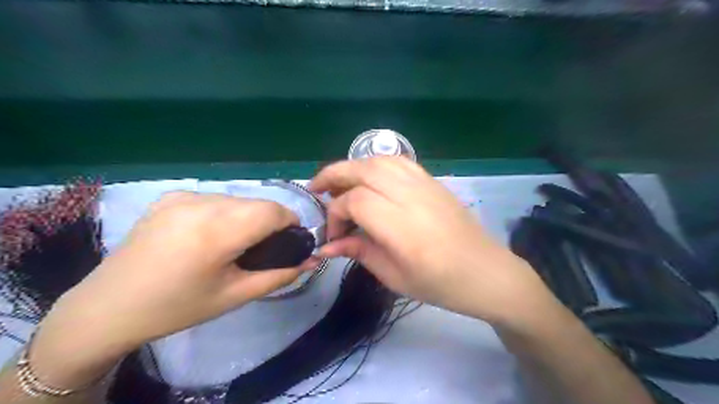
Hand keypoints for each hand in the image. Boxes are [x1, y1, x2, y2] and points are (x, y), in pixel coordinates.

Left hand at [30, 192, 316, 387]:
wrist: (108, 307)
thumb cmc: (178, 307)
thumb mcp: (236, 295)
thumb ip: (280, 274)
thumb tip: (313, 260)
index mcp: (218, 231)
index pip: (274, 211)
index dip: (290, 224)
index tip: (289, 243)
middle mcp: (201, 203)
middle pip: (257, 203)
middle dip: (270, 222)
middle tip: (260, 250)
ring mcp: (183, 196)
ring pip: (238, 199)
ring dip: (247, 217)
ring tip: (232, 245)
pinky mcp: (170, 196)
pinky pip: (215, 199)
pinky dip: (224, 213)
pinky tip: (208, 236)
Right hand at [310, 157, 554, 325]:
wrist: (485, 271)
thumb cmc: (441, 284)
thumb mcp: (394, 276)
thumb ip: (359, 252)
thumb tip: (327, 245)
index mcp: (402, 227)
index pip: (355, 201)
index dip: (336, 214)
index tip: (334, 234)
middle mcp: (412, 197)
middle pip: (363, 170)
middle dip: (333, 175)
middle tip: (316, 189)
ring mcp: (425, 184)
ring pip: (379, 160)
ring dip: (353, 166)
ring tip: (340, 182)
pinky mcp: (433, 181)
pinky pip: (398, 161)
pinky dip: (376, 164)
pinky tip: (369, 178)